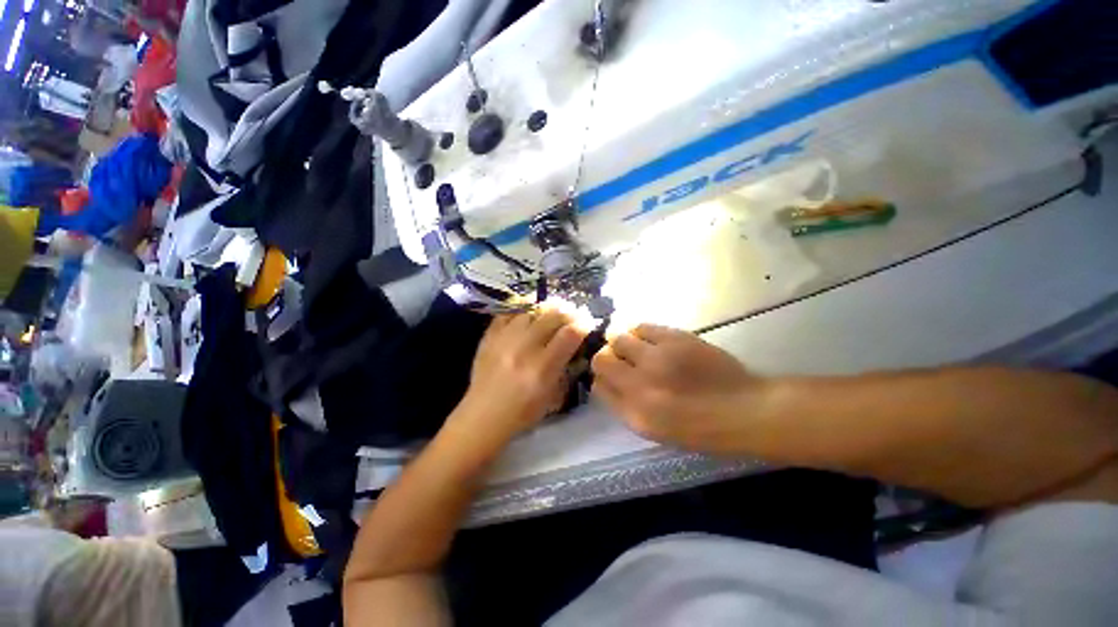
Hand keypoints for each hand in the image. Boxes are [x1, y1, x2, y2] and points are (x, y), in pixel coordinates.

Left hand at [456, 308, 586, 438]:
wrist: (483, 416)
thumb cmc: (522, 412)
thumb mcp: (553, 396)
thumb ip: (565, 367)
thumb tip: (574, 343)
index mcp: (543, 367)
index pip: (570, 333)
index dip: (583, 324)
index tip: (588, 323)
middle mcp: (524, 348)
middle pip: (552, 315)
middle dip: (568, 312)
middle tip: (573, 314)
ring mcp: (504, 339)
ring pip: (531, 310)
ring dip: (546, 309)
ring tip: (550, 313)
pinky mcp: (489, 336)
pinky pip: (508, 312)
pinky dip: (522, 311)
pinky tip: (528, 316)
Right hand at [591, 324, 766, 452]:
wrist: (744, 409)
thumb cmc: (700, 428)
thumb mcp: (656, 430)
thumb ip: (625, 406)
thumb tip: (607, 382)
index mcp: (635, 414)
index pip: (599, 386)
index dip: (602, 379)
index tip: (610, 377)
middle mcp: (640, 385)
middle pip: (601, 360)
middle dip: (606, 359)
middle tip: (620, 361)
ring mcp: (657, 358)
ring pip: (618, 339)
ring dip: (621, 343)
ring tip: (636, 349)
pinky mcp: (674, 338)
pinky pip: (641, 327)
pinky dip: (639, 332)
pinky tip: (650, 339)